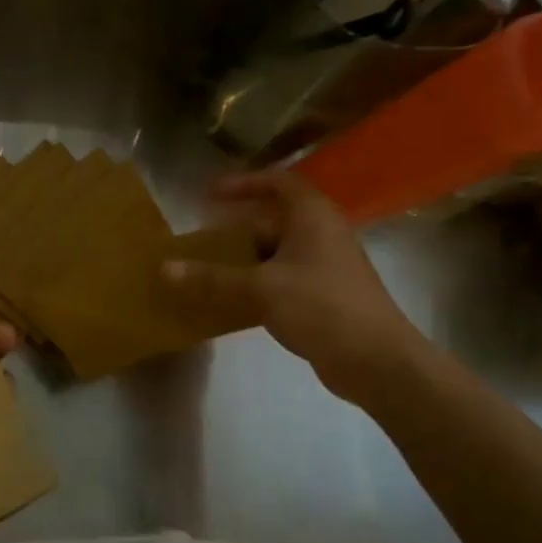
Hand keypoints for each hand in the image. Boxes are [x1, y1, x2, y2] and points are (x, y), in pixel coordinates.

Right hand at [162, 170, 423, 402]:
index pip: (278, 182)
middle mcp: (322, 234)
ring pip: (277, 253)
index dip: (244, 183)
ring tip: (208, 271)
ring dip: (244, 260)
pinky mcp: (325, 297)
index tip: (211, 194)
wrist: (377, 360)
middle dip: (236, 229)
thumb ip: (212, 278)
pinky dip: (257, 285)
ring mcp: (326, 267)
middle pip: (274, 220)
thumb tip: (165, 269)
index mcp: (312, 216)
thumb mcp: (261, 289)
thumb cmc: (321, 308)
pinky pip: (283, 280)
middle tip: (201, 240)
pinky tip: (232, 303)